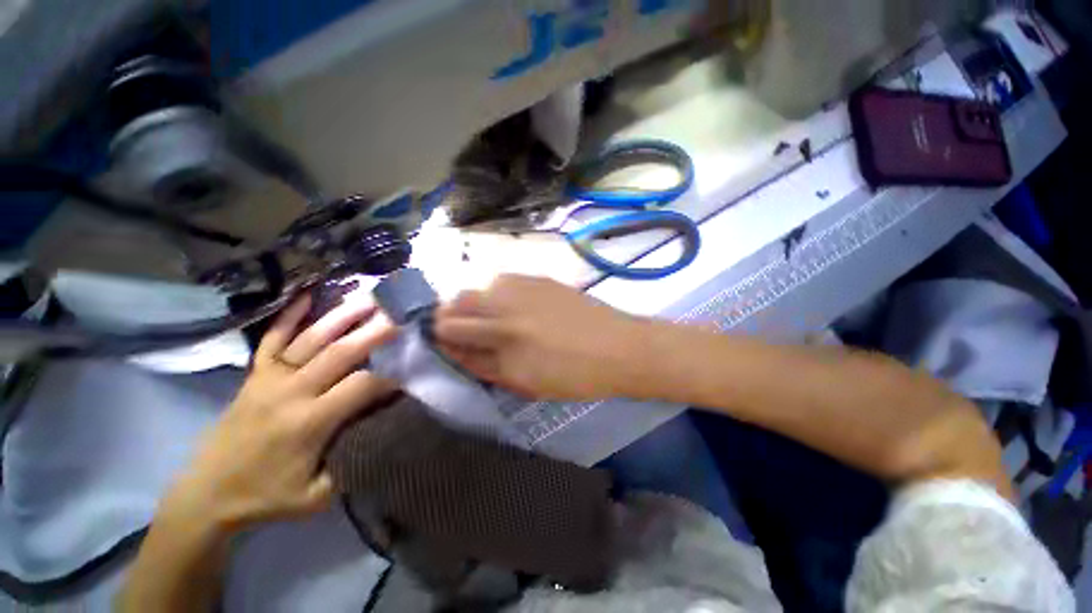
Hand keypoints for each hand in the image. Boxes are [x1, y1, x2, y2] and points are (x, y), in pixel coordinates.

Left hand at [161, 292, 396, 532]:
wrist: (206, 496)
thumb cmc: (267, 498)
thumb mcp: (319, 495)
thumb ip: (356, 460)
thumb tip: (389, 428)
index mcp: (309, 422)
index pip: (362, 386)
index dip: (391, 375)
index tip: (412, 367)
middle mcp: (291, 392)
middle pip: (341, 353)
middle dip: (376, 333)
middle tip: (402, 316)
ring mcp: (269, 379)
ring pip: (312, 339)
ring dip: (343, 317)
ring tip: (370, 300)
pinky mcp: (254, 375)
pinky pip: (272, 339)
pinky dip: (289, 315)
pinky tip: (307, 294)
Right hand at [434, 275, 642, 400]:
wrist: (620, 348)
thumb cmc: (576, 376)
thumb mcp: (526, 383)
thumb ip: (486, 366)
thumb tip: (456, 350)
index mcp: (503, 343)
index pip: (450, 335)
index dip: (443, 340)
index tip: (447, 345)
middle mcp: (506, 309)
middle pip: (455, 304)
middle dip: (449, 319)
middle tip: (461, 331)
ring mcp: (523, 288)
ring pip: (476, 288)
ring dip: (473, 303)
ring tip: (488, 318)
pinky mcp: (539, 278)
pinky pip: (502, 281)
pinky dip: (496, 293)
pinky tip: (512, 305)